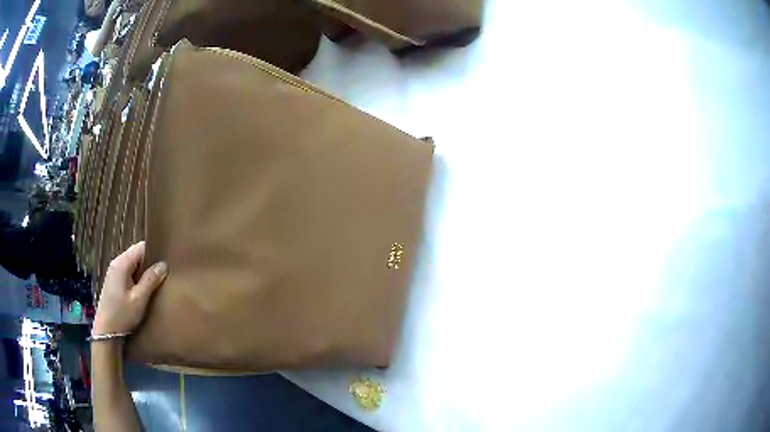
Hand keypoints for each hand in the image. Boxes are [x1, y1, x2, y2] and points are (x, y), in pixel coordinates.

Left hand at [93, 242, 167, 335]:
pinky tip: (144, 290)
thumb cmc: (122, 314)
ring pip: (133, 265)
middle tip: (164, 275)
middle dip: (149, 263)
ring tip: (156, 283)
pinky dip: (137, 278)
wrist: (106, 332)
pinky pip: (128, 273)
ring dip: (143, 272)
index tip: (167, 262)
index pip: (141, 247)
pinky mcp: (114, 282)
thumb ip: (150, 280)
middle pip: (136, 255)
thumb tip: (164, 264)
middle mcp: (116, 263)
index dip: (154, 252)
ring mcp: (114, 273)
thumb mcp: (139, 299)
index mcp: (122, 263)